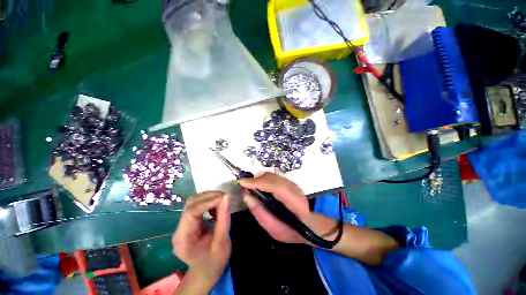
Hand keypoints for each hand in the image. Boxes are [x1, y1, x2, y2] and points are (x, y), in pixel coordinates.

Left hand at [172, 191, 230, 290]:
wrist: (206, 271)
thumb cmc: (214, 261)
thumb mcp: (222, 241)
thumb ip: (224, 218)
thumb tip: (227, 197)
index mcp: (183, 239)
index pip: (191, 212)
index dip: (208, 202)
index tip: (225, 197)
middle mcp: (179, 229)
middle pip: (191, 204)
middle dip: (210, 197)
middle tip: (226, 198)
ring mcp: (182, 225)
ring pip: (193, 202)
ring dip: (209, 198)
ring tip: (222, 203)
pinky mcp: (188, 221)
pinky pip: (197, 205)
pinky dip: (209, 202)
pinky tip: (216, 208)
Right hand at [239, 172, 309, 243]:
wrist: (308, 226)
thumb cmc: (290, 231)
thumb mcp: (274, 229)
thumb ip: (259, 212)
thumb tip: (246, 196)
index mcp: (295, 203)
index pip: (275, 187)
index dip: (258, 182)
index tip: (242, 183)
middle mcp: (295, 189)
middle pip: (272, 178)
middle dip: (256, 180)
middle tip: (244, 186)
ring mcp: (293, 184)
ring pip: (272, 176)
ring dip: (259, 179)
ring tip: (249, 186)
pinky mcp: (289, 182)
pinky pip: (273, 177)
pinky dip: (263, 180)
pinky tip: (258, 186)